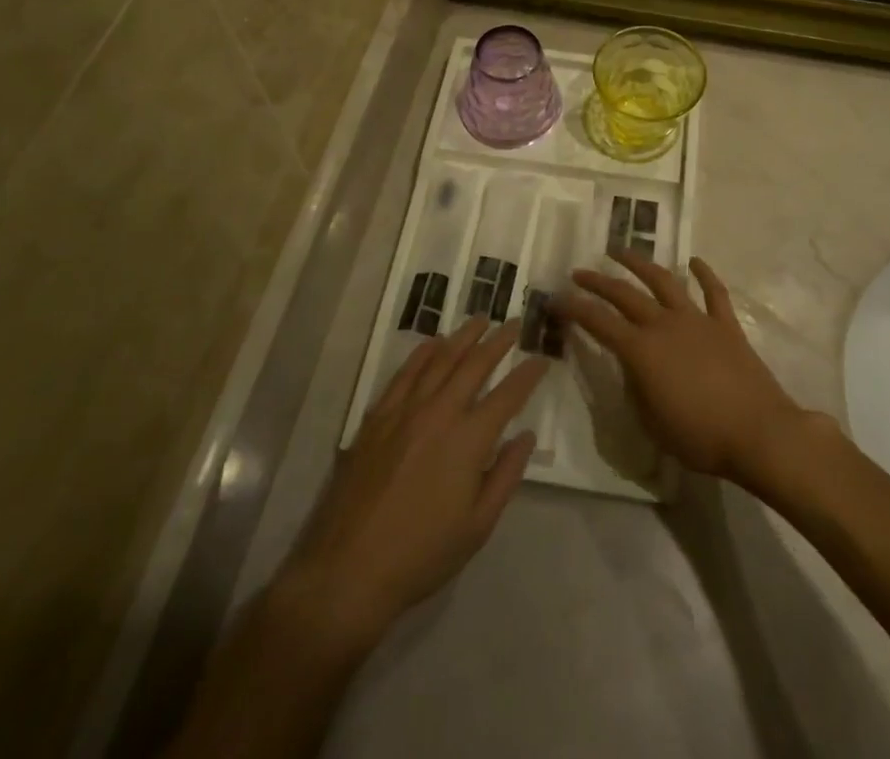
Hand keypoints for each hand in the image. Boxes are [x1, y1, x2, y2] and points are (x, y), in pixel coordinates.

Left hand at [272, 317, 548, 653]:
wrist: (348, 569)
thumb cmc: (421, 554)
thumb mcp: (477, 526)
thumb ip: (505, 475)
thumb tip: (526, 436)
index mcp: (469, 439)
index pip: (508, 394)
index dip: (528, 374)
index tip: (542, 359)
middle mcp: (440, 412)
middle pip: (475, 364)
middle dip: (499, 341)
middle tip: (514, 323)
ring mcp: (405, 411)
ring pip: (440, 360)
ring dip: (463, 337)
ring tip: (480, 320)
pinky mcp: (377, 417)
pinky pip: (404, 374)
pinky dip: (422, 353)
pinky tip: (433, 343)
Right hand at [557, 250, 814, 486]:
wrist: (758, 432)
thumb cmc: (699, 437)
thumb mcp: (652, 423)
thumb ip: (636, 389)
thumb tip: (632, 367)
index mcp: (642, 351)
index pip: (598, 322)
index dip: (574, 308)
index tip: (556, 298)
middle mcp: (665, 325)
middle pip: (625, 294)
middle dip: (598, 281)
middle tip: (579, 271)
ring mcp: (697, 320)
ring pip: (664, 281)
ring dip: (640, 263)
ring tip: (621, 251)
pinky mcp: (725, 324)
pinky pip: (713, 292)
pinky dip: (704, 273)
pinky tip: (694, 261)